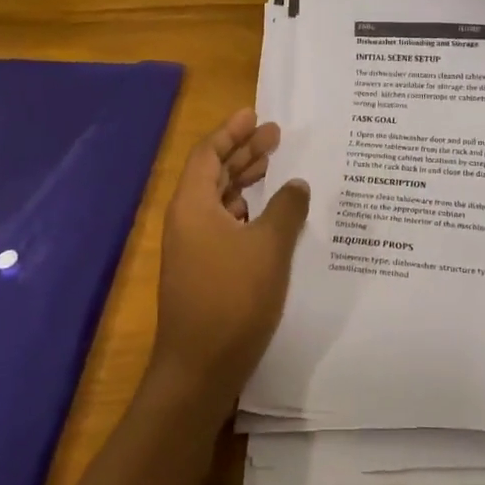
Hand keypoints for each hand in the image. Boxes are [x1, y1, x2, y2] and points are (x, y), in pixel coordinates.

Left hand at [148, 109, 309, 408]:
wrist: (199, 369)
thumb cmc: (232, 298)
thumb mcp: (269, 247)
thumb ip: (286, 208)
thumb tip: (297, 184)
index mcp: (193, 204)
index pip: (208, 153)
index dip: (232, 131)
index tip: (255, 114)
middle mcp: (187, 219)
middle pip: (213, 172)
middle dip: (243, 151)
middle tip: (275, 135)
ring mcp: (192, 246)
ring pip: (218, 199)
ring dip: (245, 180)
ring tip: (275, 166)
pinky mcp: (201, 269)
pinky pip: (222, 223)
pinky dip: (245, 209)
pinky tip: (268, 212)